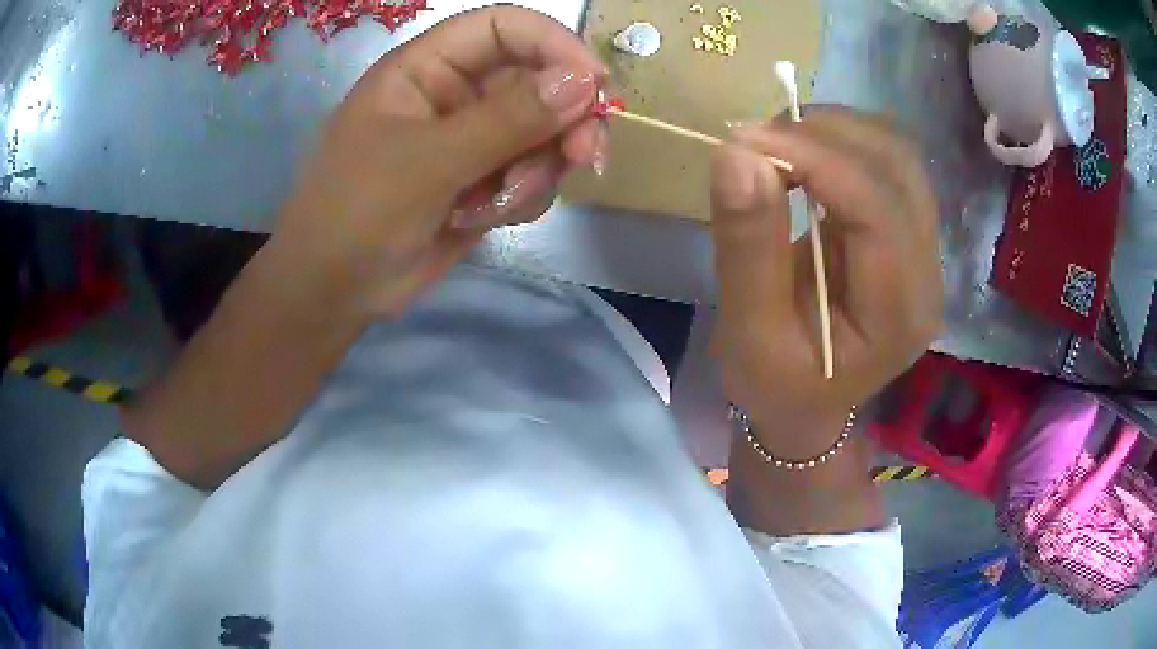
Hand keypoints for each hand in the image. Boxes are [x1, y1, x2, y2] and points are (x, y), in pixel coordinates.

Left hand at [269, 6, 606, 319]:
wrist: (336, 290)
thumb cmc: (358, 211)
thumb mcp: (429, 161)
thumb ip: (508, 119)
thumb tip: (584, 82)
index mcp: (427, 66)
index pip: (504, 28)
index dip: (554, 43)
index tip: (595, 84)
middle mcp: (456, 93)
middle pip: (538, 80)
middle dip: (564, 120)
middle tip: (583, 157)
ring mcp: (473, 137)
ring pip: (544, 132)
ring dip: (538, 168)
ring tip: (501, 203)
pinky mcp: (485, 179)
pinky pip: (533, 173)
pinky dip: (523, 196)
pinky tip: (485, 217)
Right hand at [710, 107, 943, 455]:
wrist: (807, 404)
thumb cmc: (775, 386)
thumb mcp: (748, 334)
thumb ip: (747, 247)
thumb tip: (737, 155)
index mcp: (898, 314)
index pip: (876, 207)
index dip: (814, 159)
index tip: (743, 140)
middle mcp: (928, 274)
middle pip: (897, 166)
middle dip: (824, 134)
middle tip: (756, 139)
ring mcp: (925, 249)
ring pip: (896, 153)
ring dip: (834, 131)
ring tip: (777, 144)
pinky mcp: (909, 231)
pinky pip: (886, 163)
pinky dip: (841, 143)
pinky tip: (804, 157)